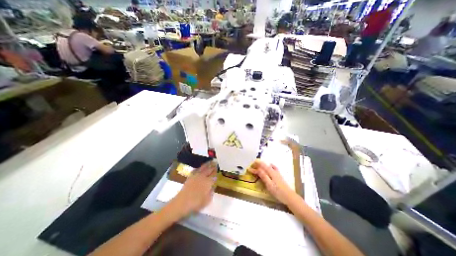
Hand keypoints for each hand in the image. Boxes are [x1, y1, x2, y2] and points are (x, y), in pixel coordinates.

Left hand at [170, 160, 217, 217]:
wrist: (181, 203)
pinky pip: (196, 169)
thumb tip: (212, 187)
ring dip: (207, 164)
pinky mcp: (190, 176)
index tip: (218, 169)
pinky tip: (201, 167)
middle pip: (209, 170)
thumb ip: (211, 192)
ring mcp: (196, 176)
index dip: (216, 172)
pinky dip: (200, 167)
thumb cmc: (196, 203)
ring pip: (203, 168)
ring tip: (210, 161)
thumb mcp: (207, 201)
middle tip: (216, 162)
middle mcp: (203, 177)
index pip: (214, 175)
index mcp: (208, 182)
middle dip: (213, 166)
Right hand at [248, 160, 297, 205]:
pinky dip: (270, 165)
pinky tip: (270, 165)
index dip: (254, 168)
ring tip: (258, 165)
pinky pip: (273, 168)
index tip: (249, 169)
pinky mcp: (279, 176)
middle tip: (251, 165)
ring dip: (262, 165)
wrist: (289, 196)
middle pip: (264, 166)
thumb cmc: (278, 192)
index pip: (261, 168)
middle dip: (257, 165)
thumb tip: (258, 169)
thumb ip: (264, 176)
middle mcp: (273, 171)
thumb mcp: (269, 184)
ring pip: (268, 166)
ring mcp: (277, 173)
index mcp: (270, 173)